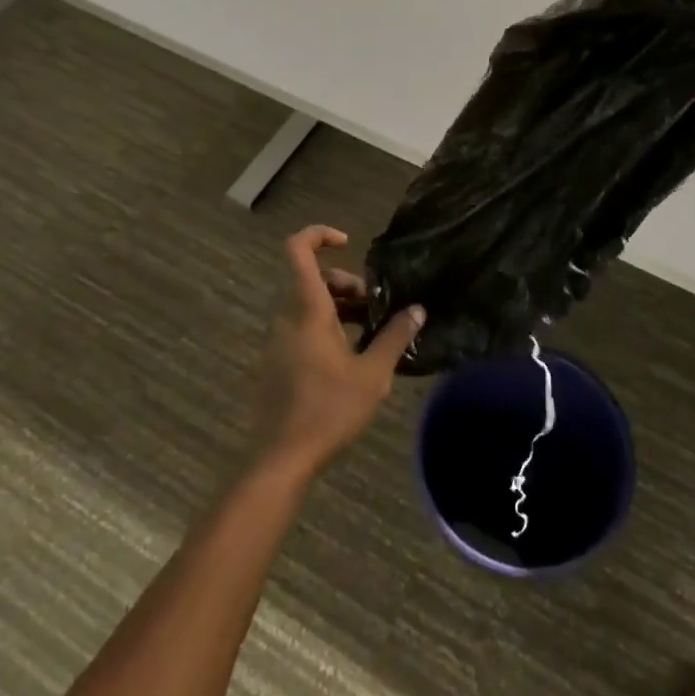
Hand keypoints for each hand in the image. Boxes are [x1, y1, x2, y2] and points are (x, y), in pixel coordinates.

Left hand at [254, 226, 423, 479]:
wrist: (280, 460)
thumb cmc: (328, 410)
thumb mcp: (372, 374)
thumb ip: (395, 337)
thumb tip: (417, 310)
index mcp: (307, 310)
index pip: (297, 249)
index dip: (319, 234)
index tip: (349, 243)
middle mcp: (286, 317)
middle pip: (311, 278)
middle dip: (345, 282)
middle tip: (375, 306)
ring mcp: (278, 340)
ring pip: (307, 304)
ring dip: (339, 307)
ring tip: (371, 332)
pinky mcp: (277, 362)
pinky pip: (301, 326)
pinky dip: (327, 326)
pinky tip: (352, 356)